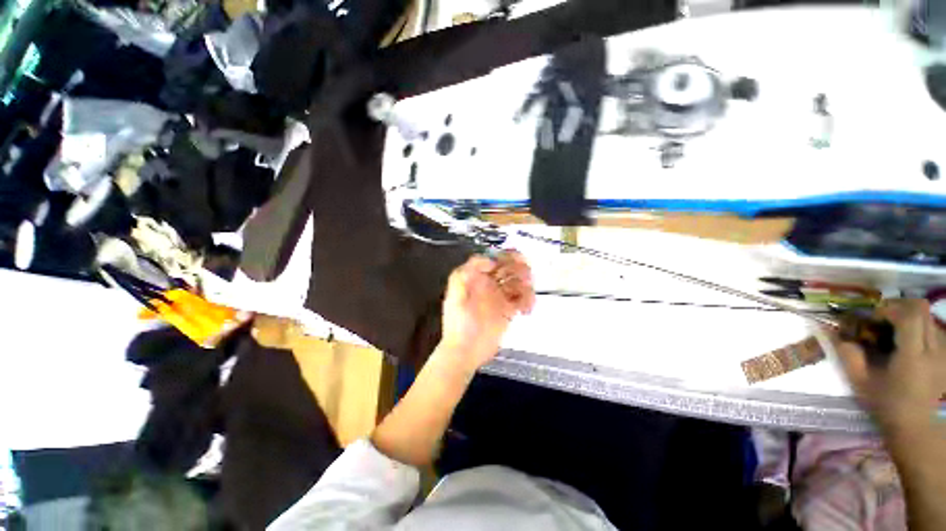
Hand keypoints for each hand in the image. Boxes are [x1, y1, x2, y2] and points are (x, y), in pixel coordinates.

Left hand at [439, 251, 535, 372]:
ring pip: (518, 282)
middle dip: (520, 268)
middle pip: (509, 268)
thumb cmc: (458, 324)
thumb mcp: (455, 295)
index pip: (493, 259)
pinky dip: (528, 300)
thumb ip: (465, 274)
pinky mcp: (508, 311)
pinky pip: (523, 299)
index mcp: (476, 278)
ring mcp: (500, 297)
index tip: (515, 259)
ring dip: (527, 285)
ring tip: (526, 296)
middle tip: (526, 275)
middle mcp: (489, 285)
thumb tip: (489, 261)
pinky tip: (526, 308)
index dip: (505, 255)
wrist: (465, 351)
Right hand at [833, 299, 945, 435]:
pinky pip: (933, 329)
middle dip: (898, 307)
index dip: (888, 309)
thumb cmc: (887, 406)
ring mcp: (943, 352)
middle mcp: (933, 349)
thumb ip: (848, 354)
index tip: (872, 319)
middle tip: (881, 319)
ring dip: (908, 317)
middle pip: (920, 309)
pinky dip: (919, 328)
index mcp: (913, 356)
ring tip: (894, 332)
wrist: (917, 428)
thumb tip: (829, 331)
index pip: (908, 315)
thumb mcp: (861, 382)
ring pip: (928, 317)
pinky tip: (908, 343)